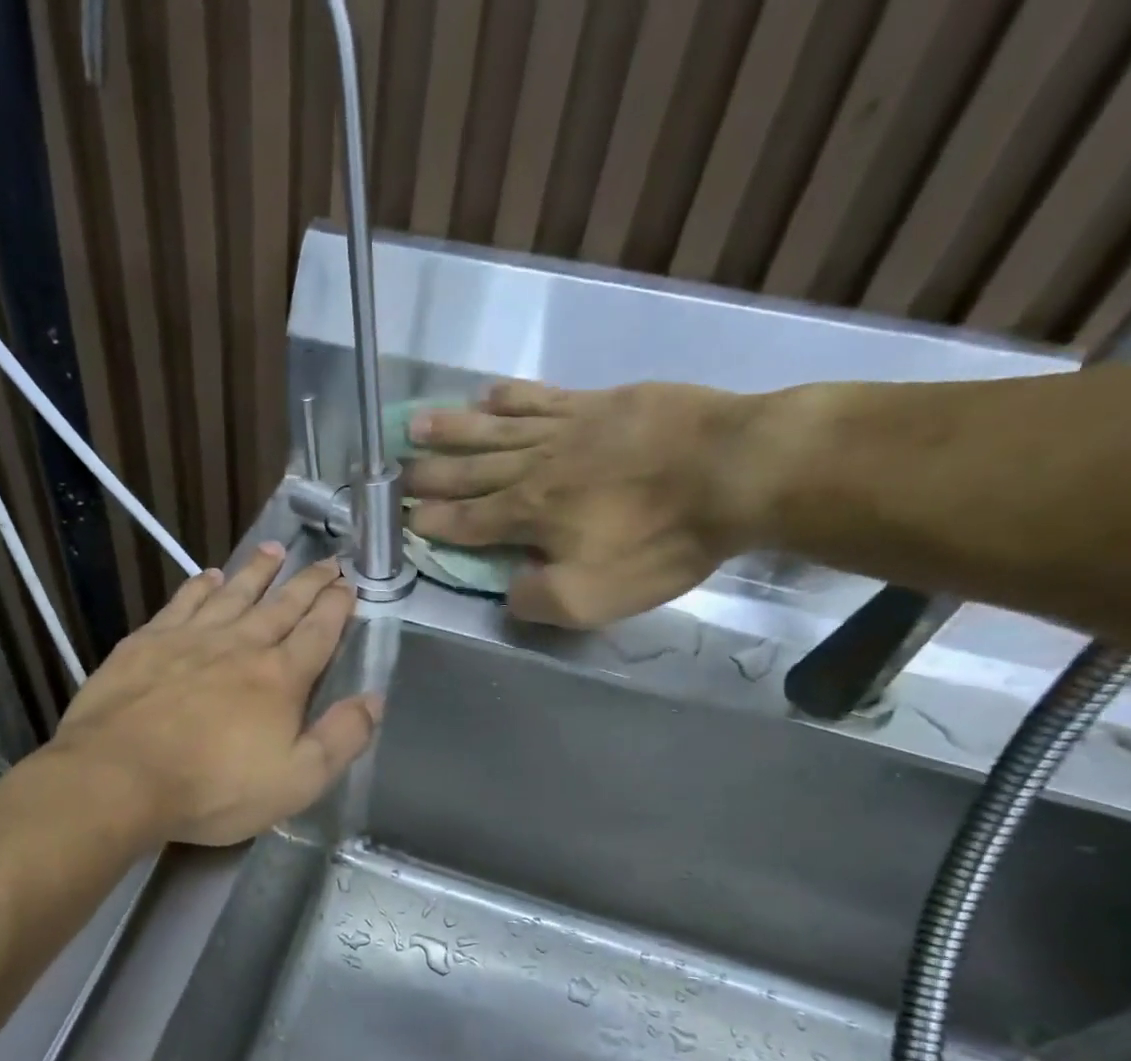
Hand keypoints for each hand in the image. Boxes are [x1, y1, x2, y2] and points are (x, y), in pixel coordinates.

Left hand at [47, 546, 380, 846]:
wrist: (119, 777)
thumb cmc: (214, 788)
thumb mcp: (296, 781)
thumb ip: (341, 739)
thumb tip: (374, 700)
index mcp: (280, 678)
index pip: (318, 632)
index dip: (337, 607)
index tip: (349, 585)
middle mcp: (241, 645)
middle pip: (282, 605)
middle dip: (309, 582)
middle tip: (328, 560)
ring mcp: (191, 638)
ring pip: (234, 593)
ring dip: (258, 571)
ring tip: (275, 550)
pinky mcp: (148, 642)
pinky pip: (183, 602)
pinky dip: (200, 586)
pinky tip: (208, 576)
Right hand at [405, 380, 760, 627]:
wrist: (735, 470)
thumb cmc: (660, 541)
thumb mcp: (593, 599)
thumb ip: (537, 600)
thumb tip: (508, 591)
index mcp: (527, 517)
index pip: (466, 522)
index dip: (432, 524)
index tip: (401, 520)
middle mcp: (532, 468)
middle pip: (469, 471)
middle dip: (429, 475)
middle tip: (394, 473)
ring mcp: (565, 428)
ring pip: (493, 428)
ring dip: (453, 429)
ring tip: (417, 424)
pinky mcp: (599, 402)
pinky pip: (540, 397)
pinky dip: (509, 396)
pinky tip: (488, 391)